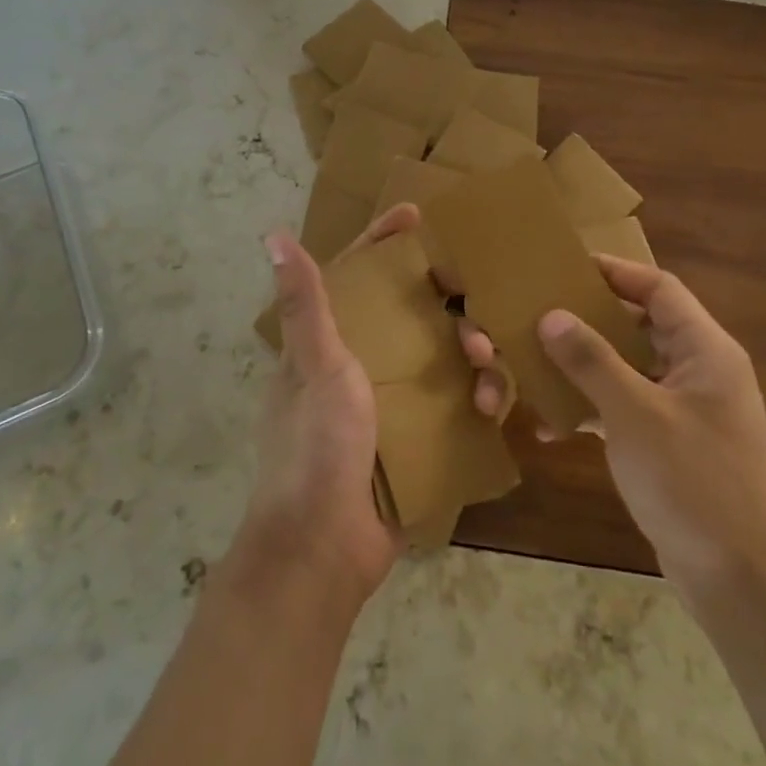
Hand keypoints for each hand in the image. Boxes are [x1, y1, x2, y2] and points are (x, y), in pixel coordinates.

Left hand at [236, 205, 505, 601]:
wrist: (323, 550)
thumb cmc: (315, 448)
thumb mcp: (315, 367)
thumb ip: (304, 304)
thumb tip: (273, 235)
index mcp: (328, 343)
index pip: (356, 275)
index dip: (383, 242)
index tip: (418, 215)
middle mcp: (358, 365)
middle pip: (410, 313)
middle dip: (446, 301)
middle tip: (476, 299)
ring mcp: (388, 404)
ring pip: (439, 357)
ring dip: (469, 352)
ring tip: (488, 362)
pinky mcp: (414, 439)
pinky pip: (454, 403)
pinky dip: (475, 399)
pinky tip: (492, 407)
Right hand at [470, 255, 765, 596]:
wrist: (741, 583)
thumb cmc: (693, 484)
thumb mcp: (635, 416)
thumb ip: (591, 361)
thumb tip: (551, 316)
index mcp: (705, 351)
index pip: (659, 289)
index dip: (615, 271)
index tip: (567, 266)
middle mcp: (700, 371)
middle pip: (640, 325)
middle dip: (590, 320)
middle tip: (541, 311)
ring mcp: (687, 410)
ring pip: (628, 368)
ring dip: (585, 367)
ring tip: (536, 362)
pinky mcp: (672, 444)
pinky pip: (626, 408)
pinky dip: (592, 409)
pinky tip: (552, 426)